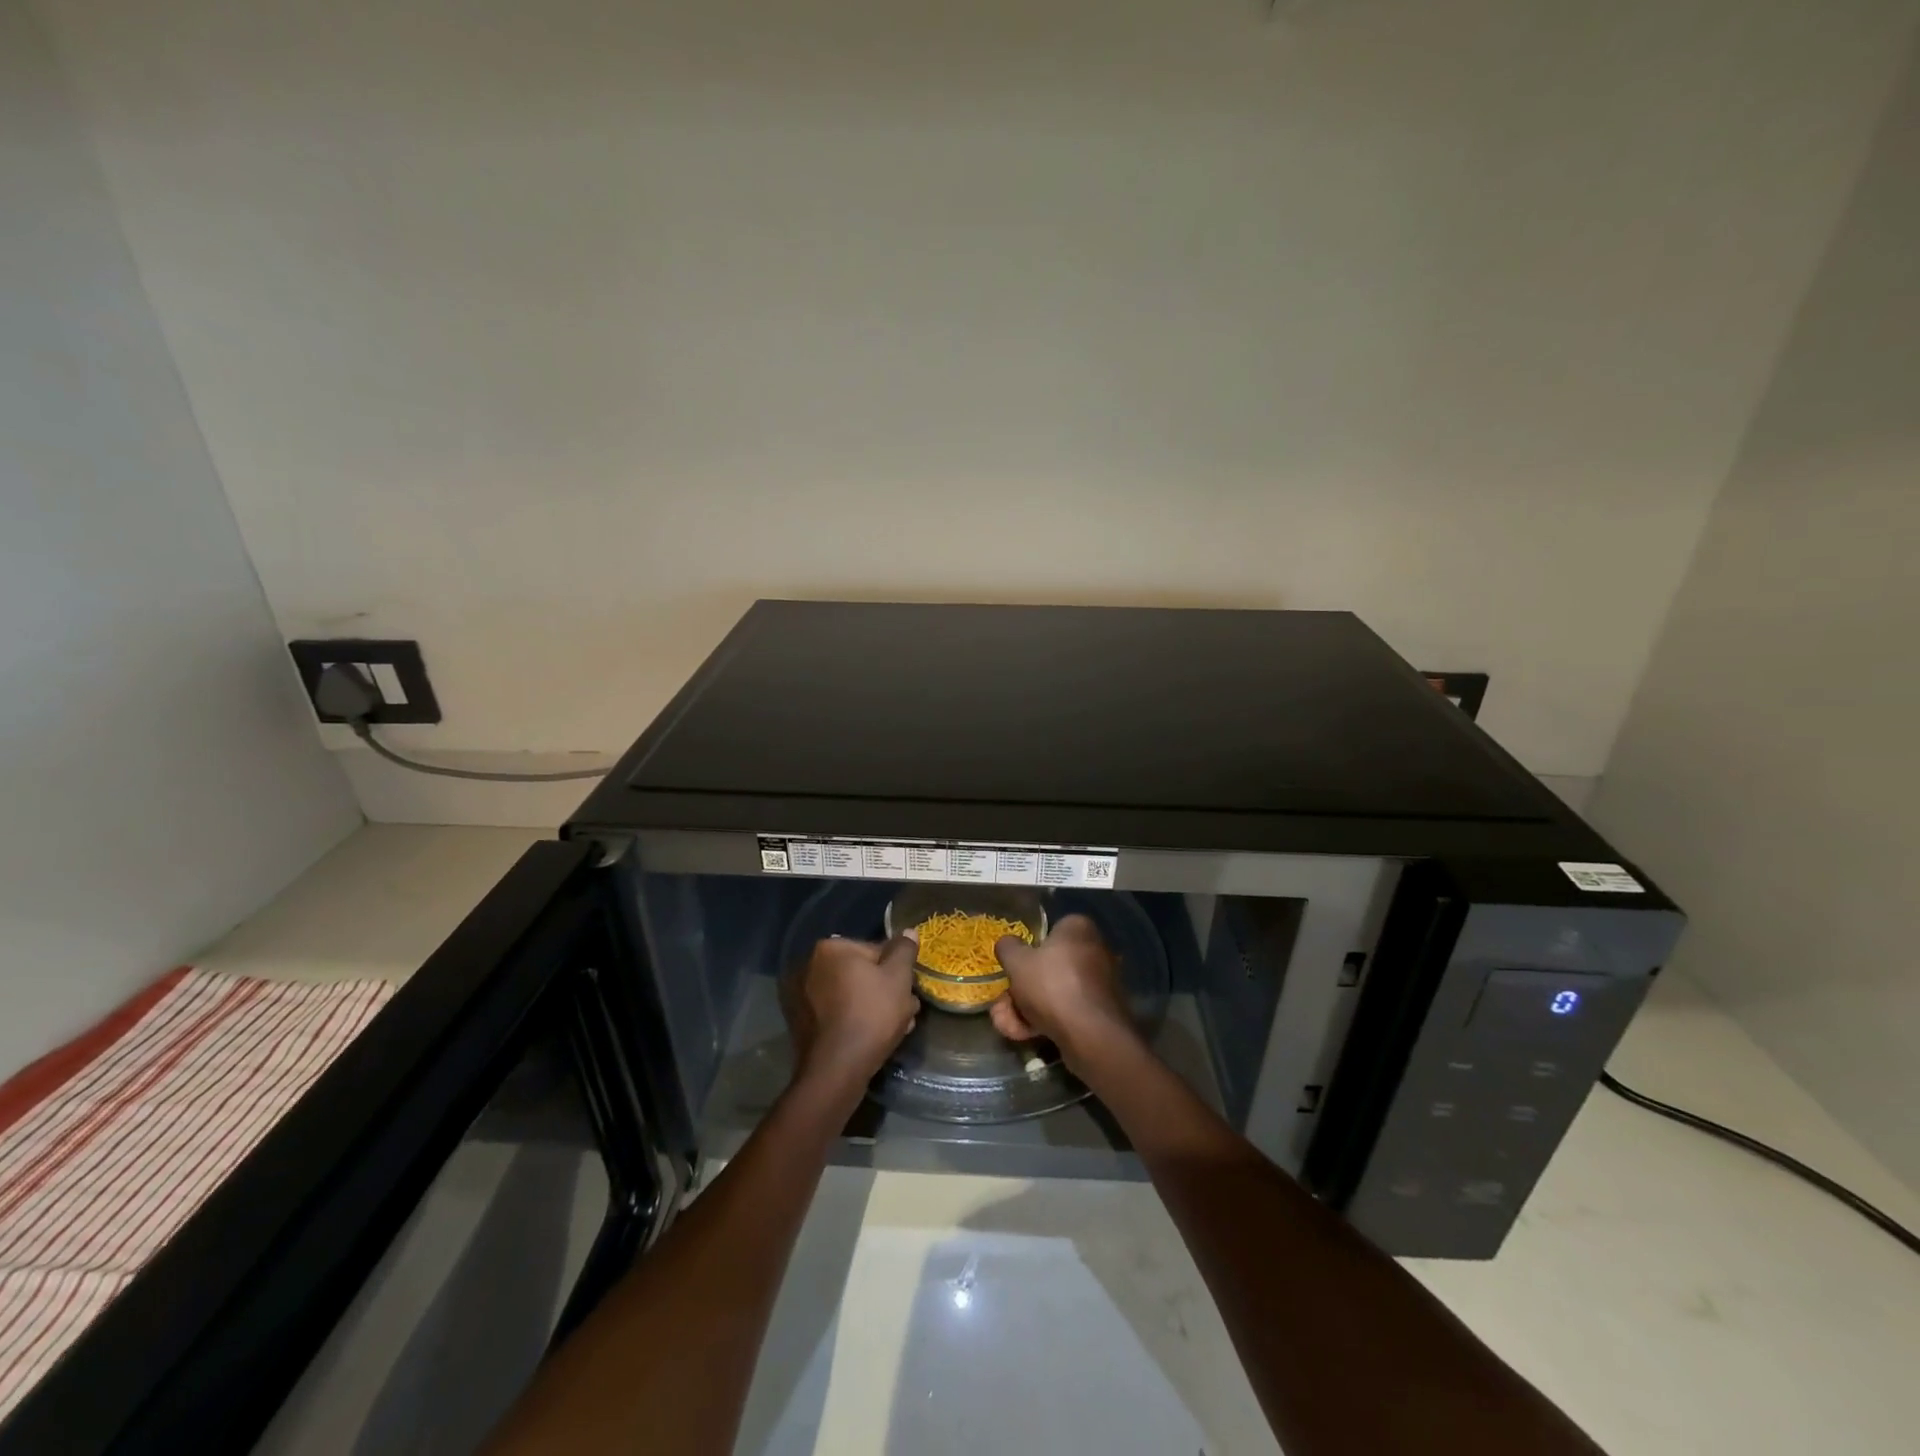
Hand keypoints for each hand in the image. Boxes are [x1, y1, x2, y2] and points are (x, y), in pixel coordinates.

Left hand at [786, 933, 919, 1088]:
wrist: (835, 1069)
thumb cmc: (871, 1015)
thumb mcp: (898, 978)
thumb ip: (904, 950)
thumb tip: (908, 931)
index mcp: (831, 948)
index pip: (874, 950)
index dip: (897, 970)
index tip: (909, 991)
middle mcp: (809, 965)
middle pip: (860, 973)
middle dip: (883, 990)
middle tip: (905, 1012)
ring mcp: (800, 995)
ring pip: (848, 995)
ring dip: (871, 1006)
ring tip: (894, 1029)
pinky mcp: (800, 1022)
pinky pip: (835, 1013)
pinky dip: (852, 1019)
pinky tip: (871, 1038)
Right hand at [988, 915, 1137, 1068]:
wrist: (1092, 1034)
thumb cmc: (1052, 985)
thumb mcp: (1017, 961)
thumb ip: (1008, 948)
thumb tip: (1007, 943)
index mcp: (1078, 928)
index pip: (1048, 933)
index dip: (1026, 952)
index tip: (1012, 970)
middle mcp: (1094, 951)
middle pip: (1048, 968)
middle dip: (1020, 991)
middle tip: (1002, 1006)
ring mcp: (1100, 984)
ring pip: (1054, 993)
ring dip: (1027, 1010)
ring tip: (1008, 1026)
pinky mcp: (1100, 1012)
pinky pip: (1068, 1011)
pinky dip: (1047, 1022)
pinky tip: (1025, 1035)